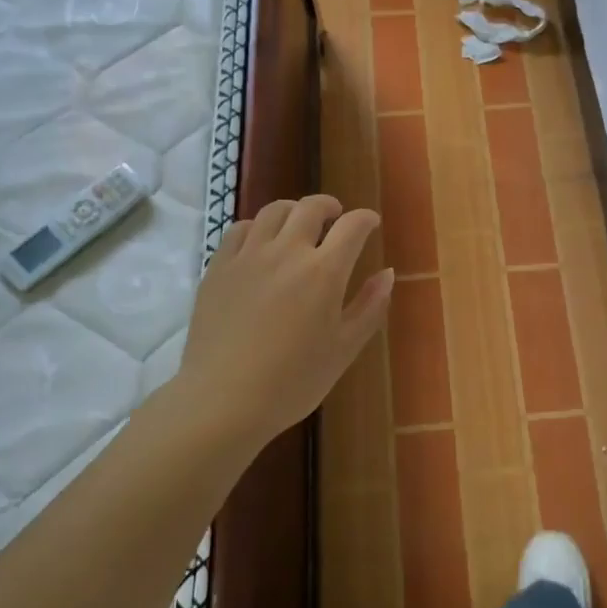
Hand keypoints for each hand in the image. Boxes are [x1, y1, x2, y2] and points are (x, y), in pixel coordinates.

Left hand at [175, 195, 392, 448]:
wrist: (223, 400)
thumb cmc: (293, 382)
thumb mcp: (344, 349)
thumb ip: (369, 306)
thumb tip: (388, 273)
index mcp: (324, 272)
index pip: (352, 226)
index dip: (366, 218)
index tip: (371, 222)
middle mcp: (287, 252)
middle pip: (310, 207)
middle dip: (329, 206)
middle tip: (336, 217)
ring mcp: (248, 257)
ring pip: (273, 211)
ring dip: (293, 211)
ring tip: (299, 225)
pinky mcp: (218, 268)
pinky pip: (238, 229)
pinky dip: (257, 227)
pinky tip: (261, 243)